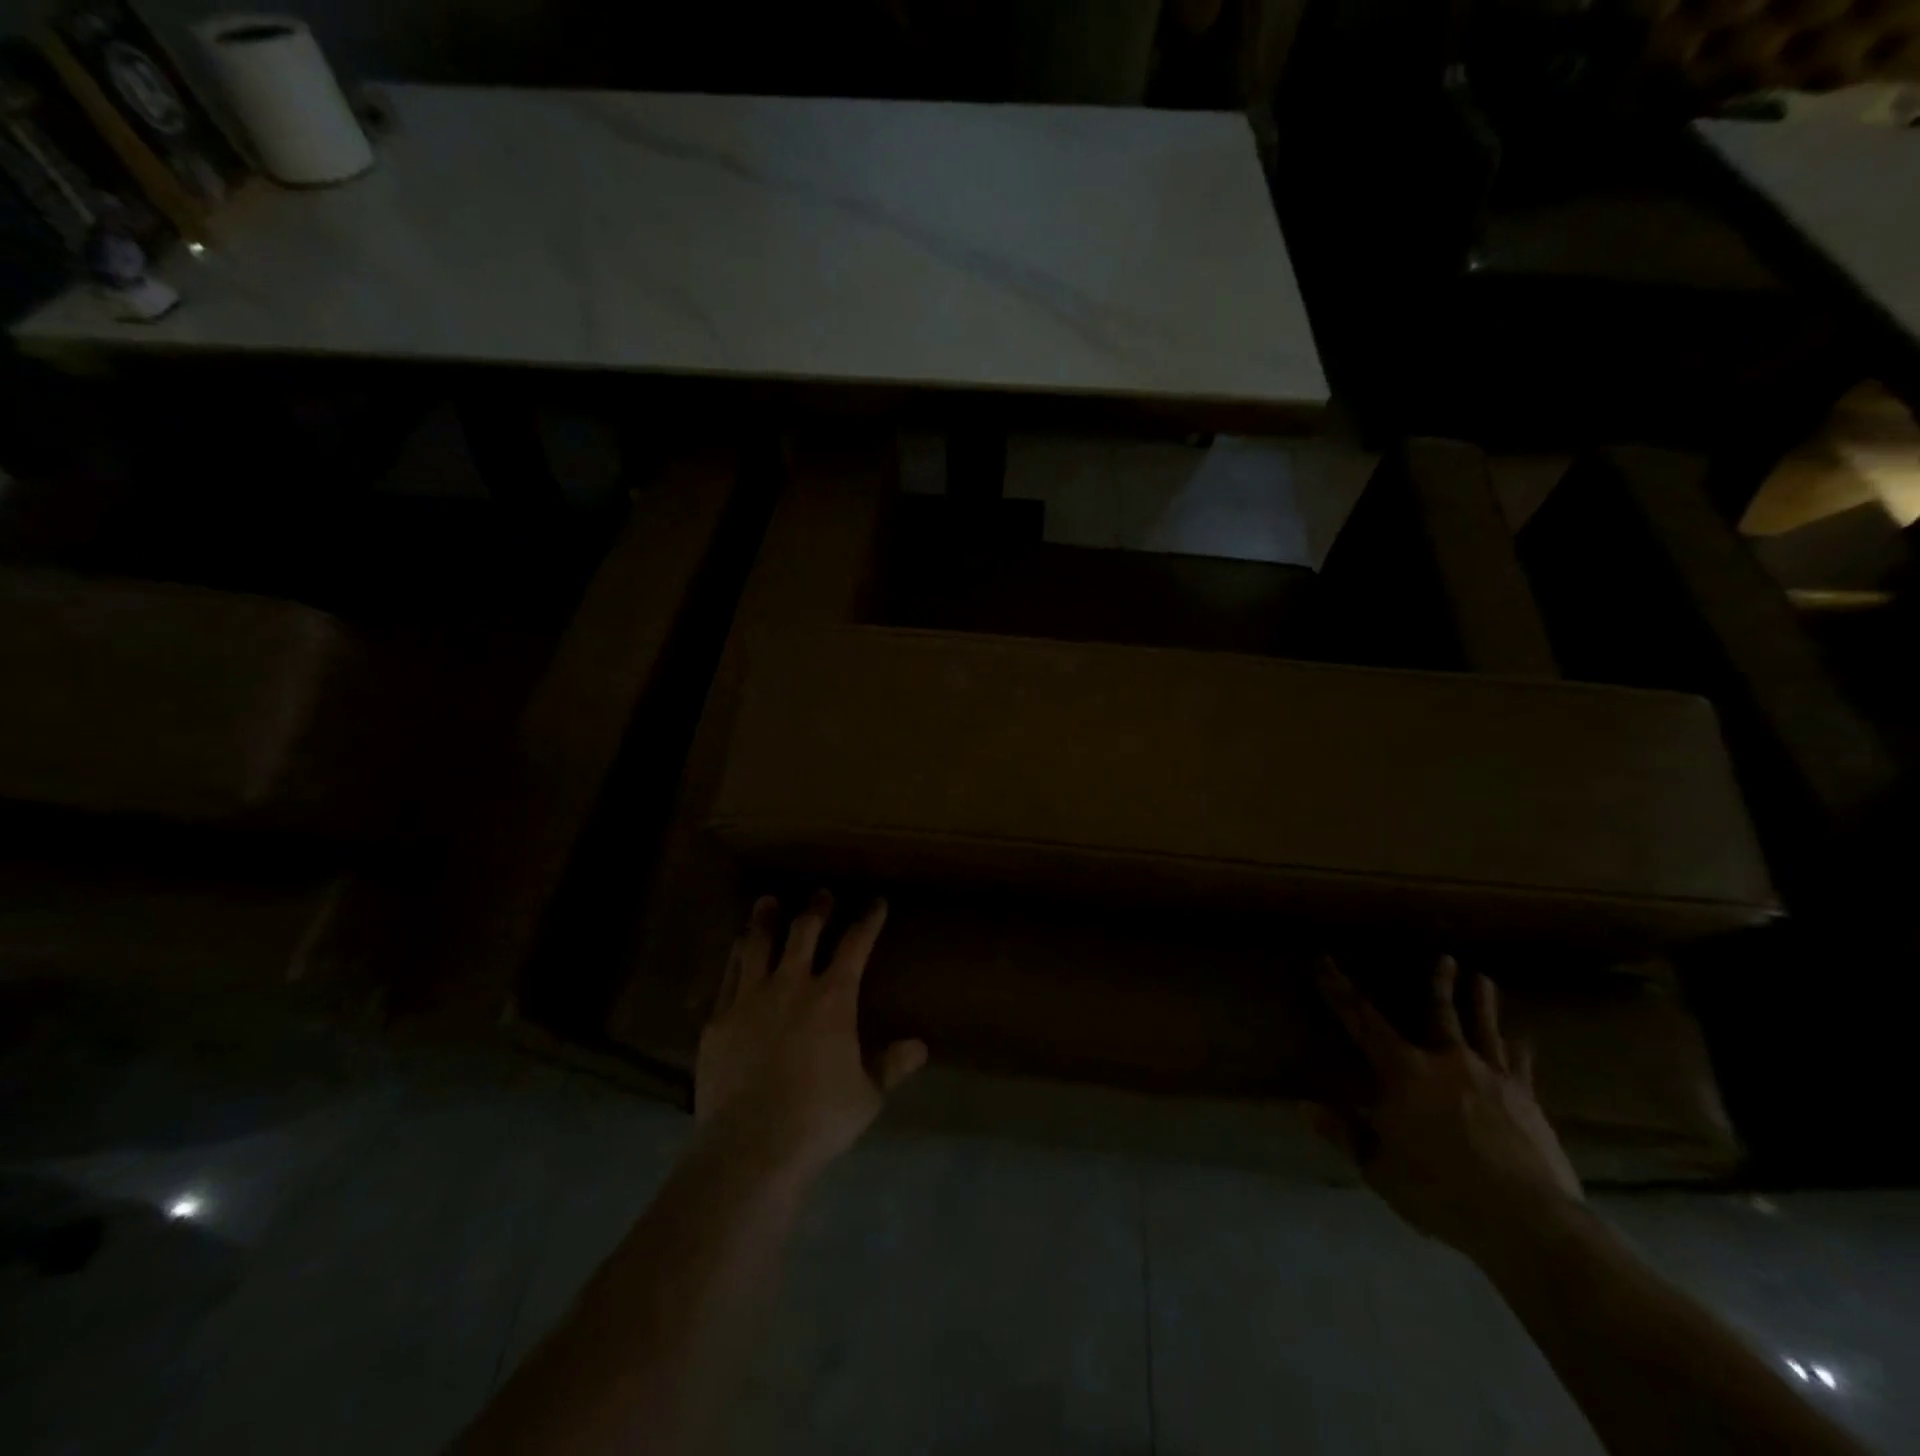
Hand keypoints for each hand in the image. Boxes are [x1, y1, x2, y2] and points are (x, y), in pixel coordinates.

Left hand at [695, 892, 927, 1184]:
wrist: (750, 1146)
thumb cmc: (818, 1119)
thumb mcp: (866, 1095)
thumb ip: (891, 1065)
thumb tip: (920, 1046)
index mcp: (832, 998)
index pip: (856, 945)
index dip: (868, 920)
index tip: (876, 902)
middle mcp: (791, 985)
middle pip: (804, 932)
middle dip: (816, 909)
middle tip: (821, 893)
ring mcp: (749, 999)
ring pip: (757, 945)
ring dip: (765, 920)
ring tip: (767, 901)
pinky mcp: (718, 1020)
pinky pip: (728, 977)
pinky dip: (735, 958)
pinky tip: (736, 951)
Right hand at [1309, 956, 1582, 1261]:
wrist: (1526, 1221)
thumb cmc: (1440, 1191)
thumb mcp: (1379, 1168)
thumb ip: (1344, 1133)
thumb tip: (1304, 1106)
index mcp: (1403, 1072)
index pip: (1361, 1020)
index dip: (1338, 990)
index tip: (1324, 961)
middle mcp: (1446, 1062)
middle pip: (1439, 1013)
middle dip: (1437, 984)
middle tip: (1444, 957)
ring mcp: (1492, 1078)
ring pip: (1483, 1029)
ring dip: (1481, 1002)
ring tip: (1483, 978)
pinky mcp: (1526, 1101)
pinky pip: (1520, 1065)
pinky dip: (1518, 1049)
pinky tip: (1523, 1039)